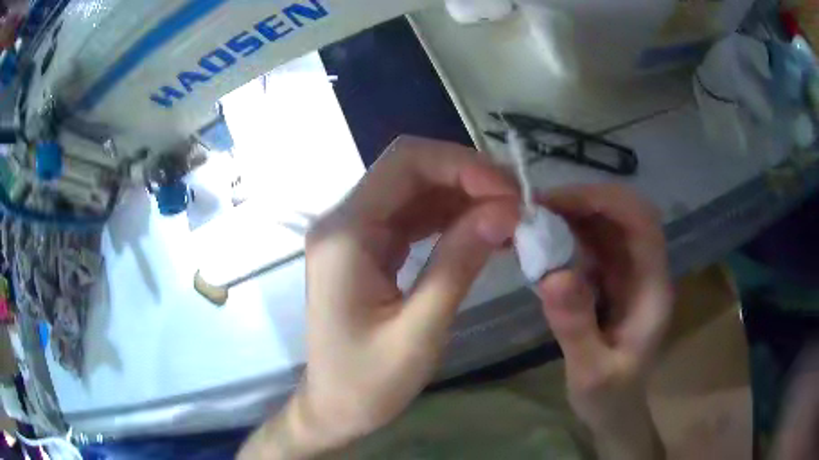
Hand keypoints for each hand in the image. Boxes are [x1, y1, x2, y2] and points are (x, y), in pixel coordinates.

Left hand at [239, 136, 519, 458]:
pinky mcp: (369, 248)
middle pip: (410, 170)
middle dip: (467, 176)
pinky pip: (414, 217)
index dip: (462, 165)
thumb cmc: (367, 383)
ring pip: (416, 190)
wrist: (332, 407)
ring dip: (464, 196)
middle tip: (517, 202)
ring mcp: (355, 233)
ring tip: (510, 217)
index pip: (404, 164)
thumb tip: (505, 210)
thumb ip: (459, 265)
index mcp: (345, 235)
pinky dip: (451, 218)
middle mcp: (344, 221)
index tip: (509, 192)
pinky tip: (486, 231)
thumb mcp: (419, 332)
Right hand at [536, 185, 671, 459]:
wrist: (616, 410)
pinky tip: (541, 245)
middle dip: (583, 202)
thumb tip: (552, 275)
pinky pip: (591, 244)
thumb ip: (576, 327)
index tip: (557, 203)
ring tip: (532, 223)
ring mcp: (628, 274)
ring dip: (571, 216)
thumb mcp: (591, 372)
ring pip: (605, 225)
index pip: (642, 221)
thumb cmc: (610, 396)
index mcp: (652, 287)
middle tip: (537, 209)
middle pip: (623, 213)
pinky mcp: (611, 281)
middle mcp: (644, 270)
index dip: (604, 200)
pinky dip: (566, 235)